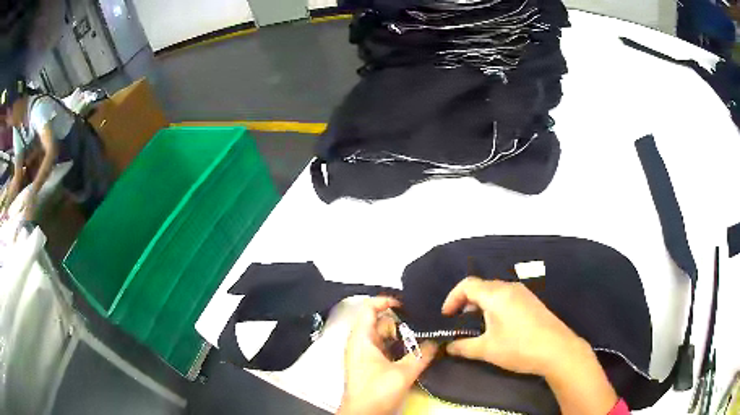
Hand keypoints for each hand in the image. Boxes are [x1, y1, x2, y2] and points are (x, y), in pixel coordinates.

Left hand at [338, 297, 437, 414]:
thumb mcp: (402, 373)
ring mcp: (364, 355)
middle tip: (423, 325)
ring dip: (402, 337)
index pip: (369, 308)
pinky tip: (415, 352)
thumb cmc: (377, 392)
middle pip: (380, 322)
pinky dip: (398, 347)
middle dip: (402, 323)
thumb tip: (437, 340)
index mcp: (361, 339)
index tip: (408, 305)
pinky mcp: (370, 365)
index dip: (386, 301)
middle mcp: (360, 343)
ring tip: (424, 337)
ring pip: (384, 337)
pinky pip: (385, 348)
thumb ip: (421, 355)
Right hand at [442, 278, 618, 414]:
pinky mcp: (532, 302)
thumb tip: (448, 347)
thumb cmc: (519, 347)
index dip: (452, 298)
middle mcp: (510, 288)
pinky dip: (494, 307)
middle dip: (465, 302)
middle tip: (457, 322)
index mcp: (496, 294)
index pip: (467, 285)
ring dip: (480, 305)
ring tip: (475, 325)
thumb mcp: (487, 349)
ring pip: (495, 292)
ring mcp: (523, 294)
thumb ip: (463, 347)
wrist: (557, 350)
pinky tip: (496, 326)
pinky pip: (507, 297)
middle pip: (481, 286)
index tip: (445, 316)